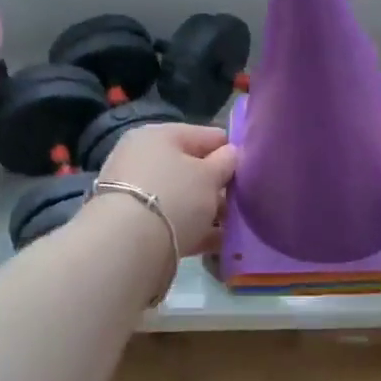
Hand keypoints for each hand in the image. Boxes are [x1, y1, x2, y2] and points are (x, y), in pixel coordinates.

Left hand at [96, 123, 236, 256]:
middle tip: (243, 201)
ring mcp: (135, 191)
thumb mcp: (209, 176)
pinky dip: (194, 229)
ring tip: (234, 225)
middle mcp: (142, 158)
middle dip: (218, 185)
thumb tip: (232, 153)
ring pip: (182, 196)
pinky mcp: (133, 223)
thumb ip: (226, 162)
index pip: (206, 135)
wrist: (127, 245)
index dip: (232, 150)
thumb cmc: (175, 196)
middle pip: (191, 168)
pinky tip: (218, 242)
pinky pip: (173, 220)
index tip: (252, 169)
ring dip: (208, 209)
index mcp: (159, 135)